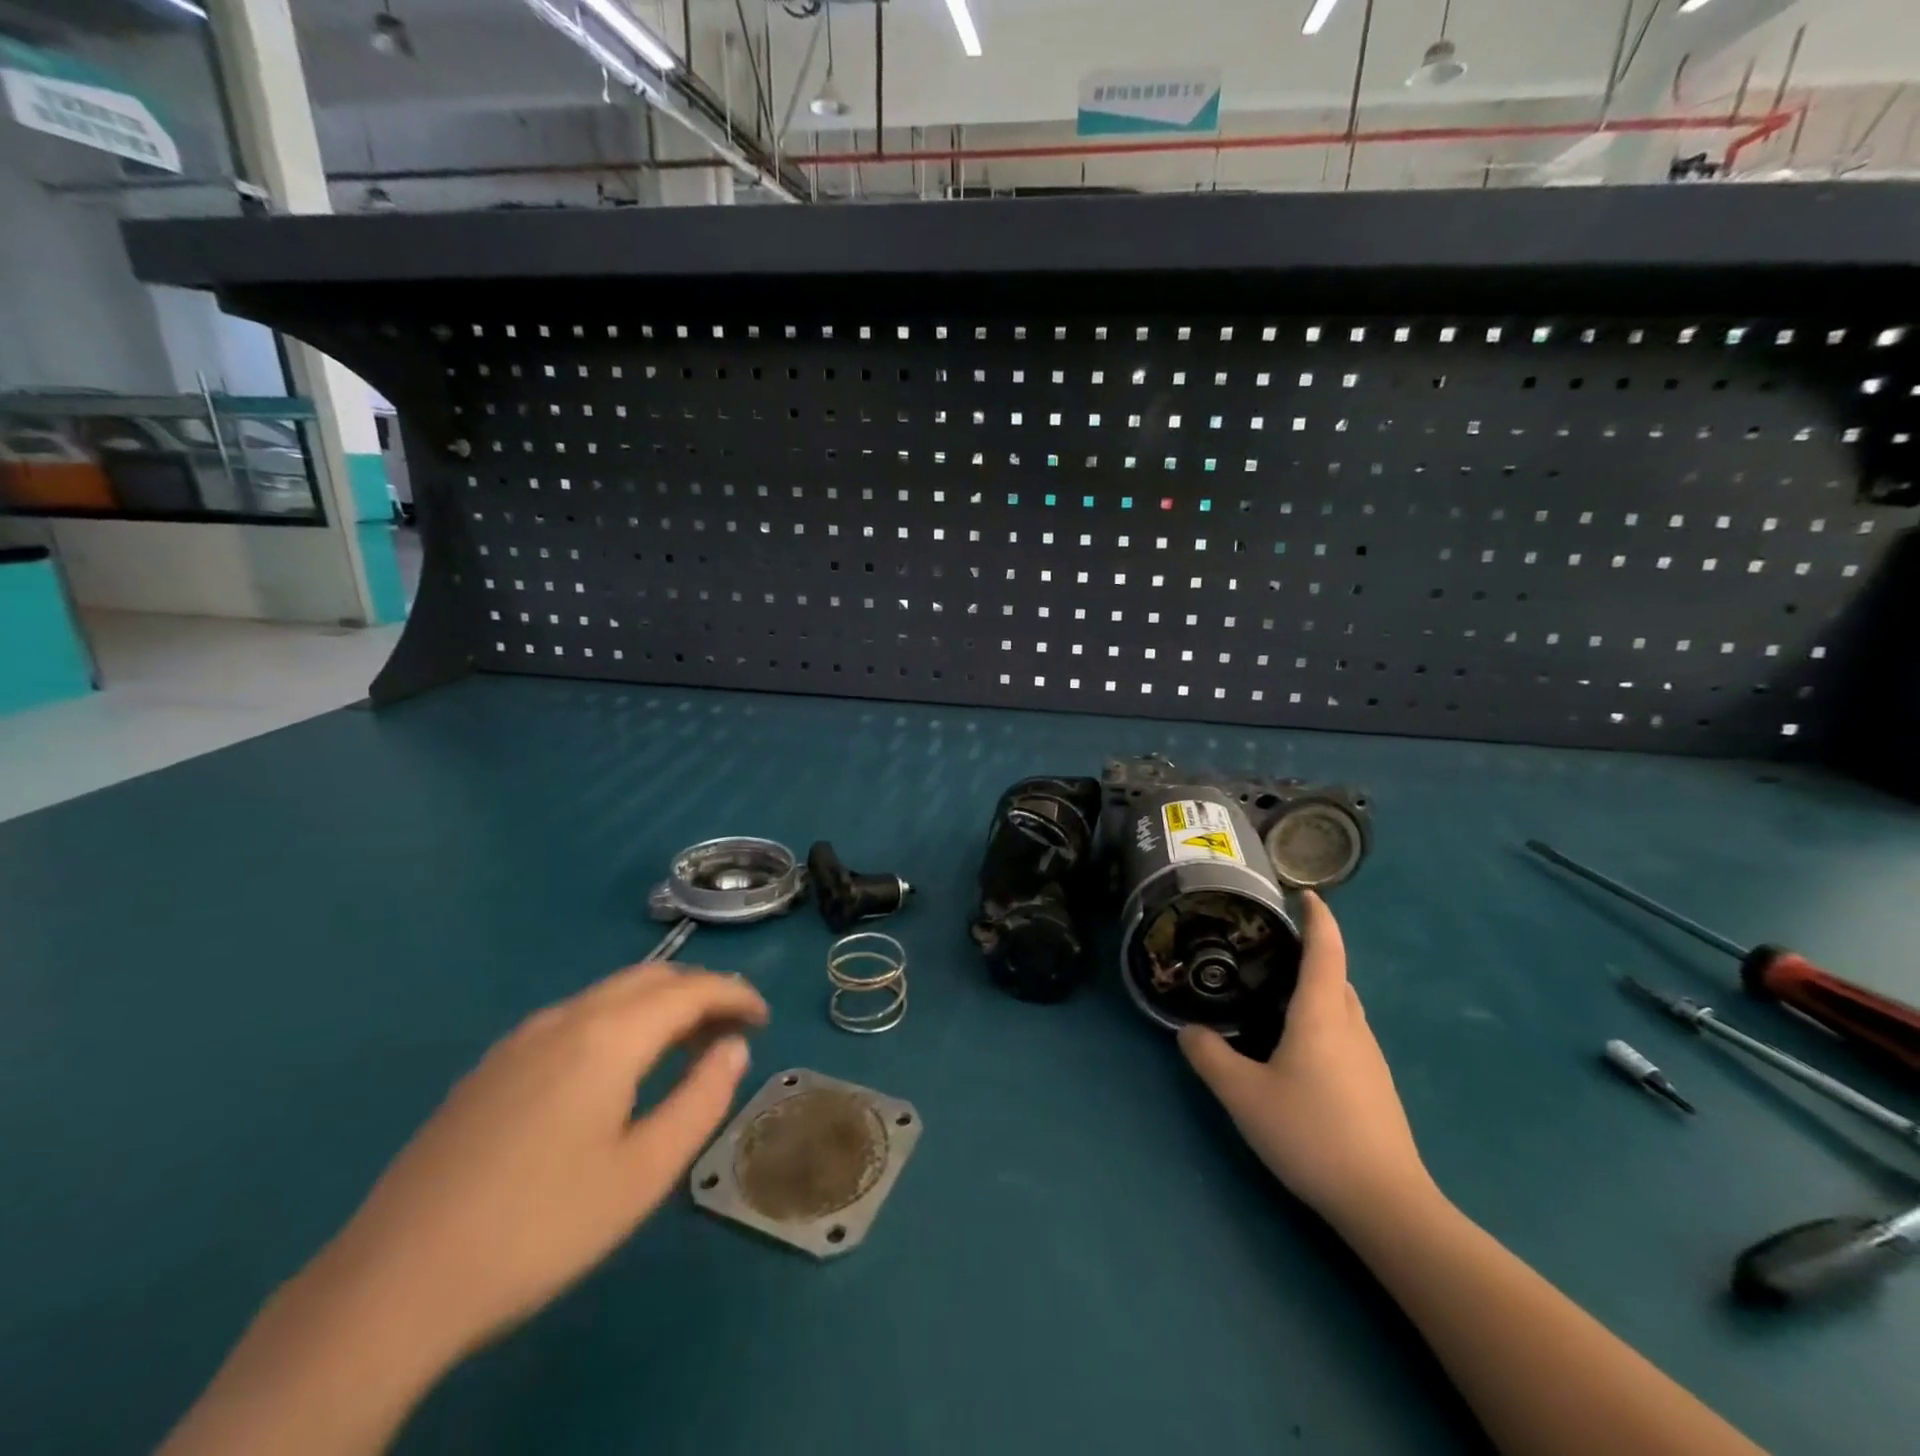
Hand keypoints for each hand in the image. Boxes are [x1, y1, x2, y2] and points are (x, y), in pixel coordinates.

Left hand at [308, 962, 767, 1366]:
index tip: (763, 1018)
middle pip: (651, 978)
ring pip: (609, 993)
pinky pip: (575, 1016)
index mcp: (608, 1036)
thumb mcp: (643, 1173)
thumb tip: (733, 1048)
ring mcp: (521, 1038)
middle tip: (731, 1030)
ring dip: (658, 1004)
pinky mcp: (492, 1065)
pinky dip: (618, 1019)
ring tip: (684, 1045)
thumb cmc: (539, 1228)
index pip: (691, 990)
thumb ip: (701, 1099)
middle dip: (700, 992)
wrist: (391, 1285)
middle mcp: (566, 1018)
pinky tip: (617, 1066)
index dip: (735, 995)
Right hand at [1179, 892, 1434, 1230]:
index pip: (1326, 949)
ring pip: (1342, 1006)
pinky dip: (1323, 1019)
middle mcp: (1352, 1026)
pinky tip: (1296, 1046)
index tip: (1305, 894)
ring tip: (1274, 993)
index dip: (1318, 917)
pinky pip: (1346, 1033)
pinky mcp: (1375, 1086)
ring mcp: (1370, 1058)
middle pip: (1336, 975)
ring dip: (1316, 988)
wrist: (1386, 1204)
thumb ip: (1209, 1057)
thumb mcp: (1244, 1096)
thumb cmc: (1312, 1134)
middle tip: (1267, 948)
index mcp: (1323, 1014)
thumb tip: (1189, 1030)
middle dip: (1310, 953)